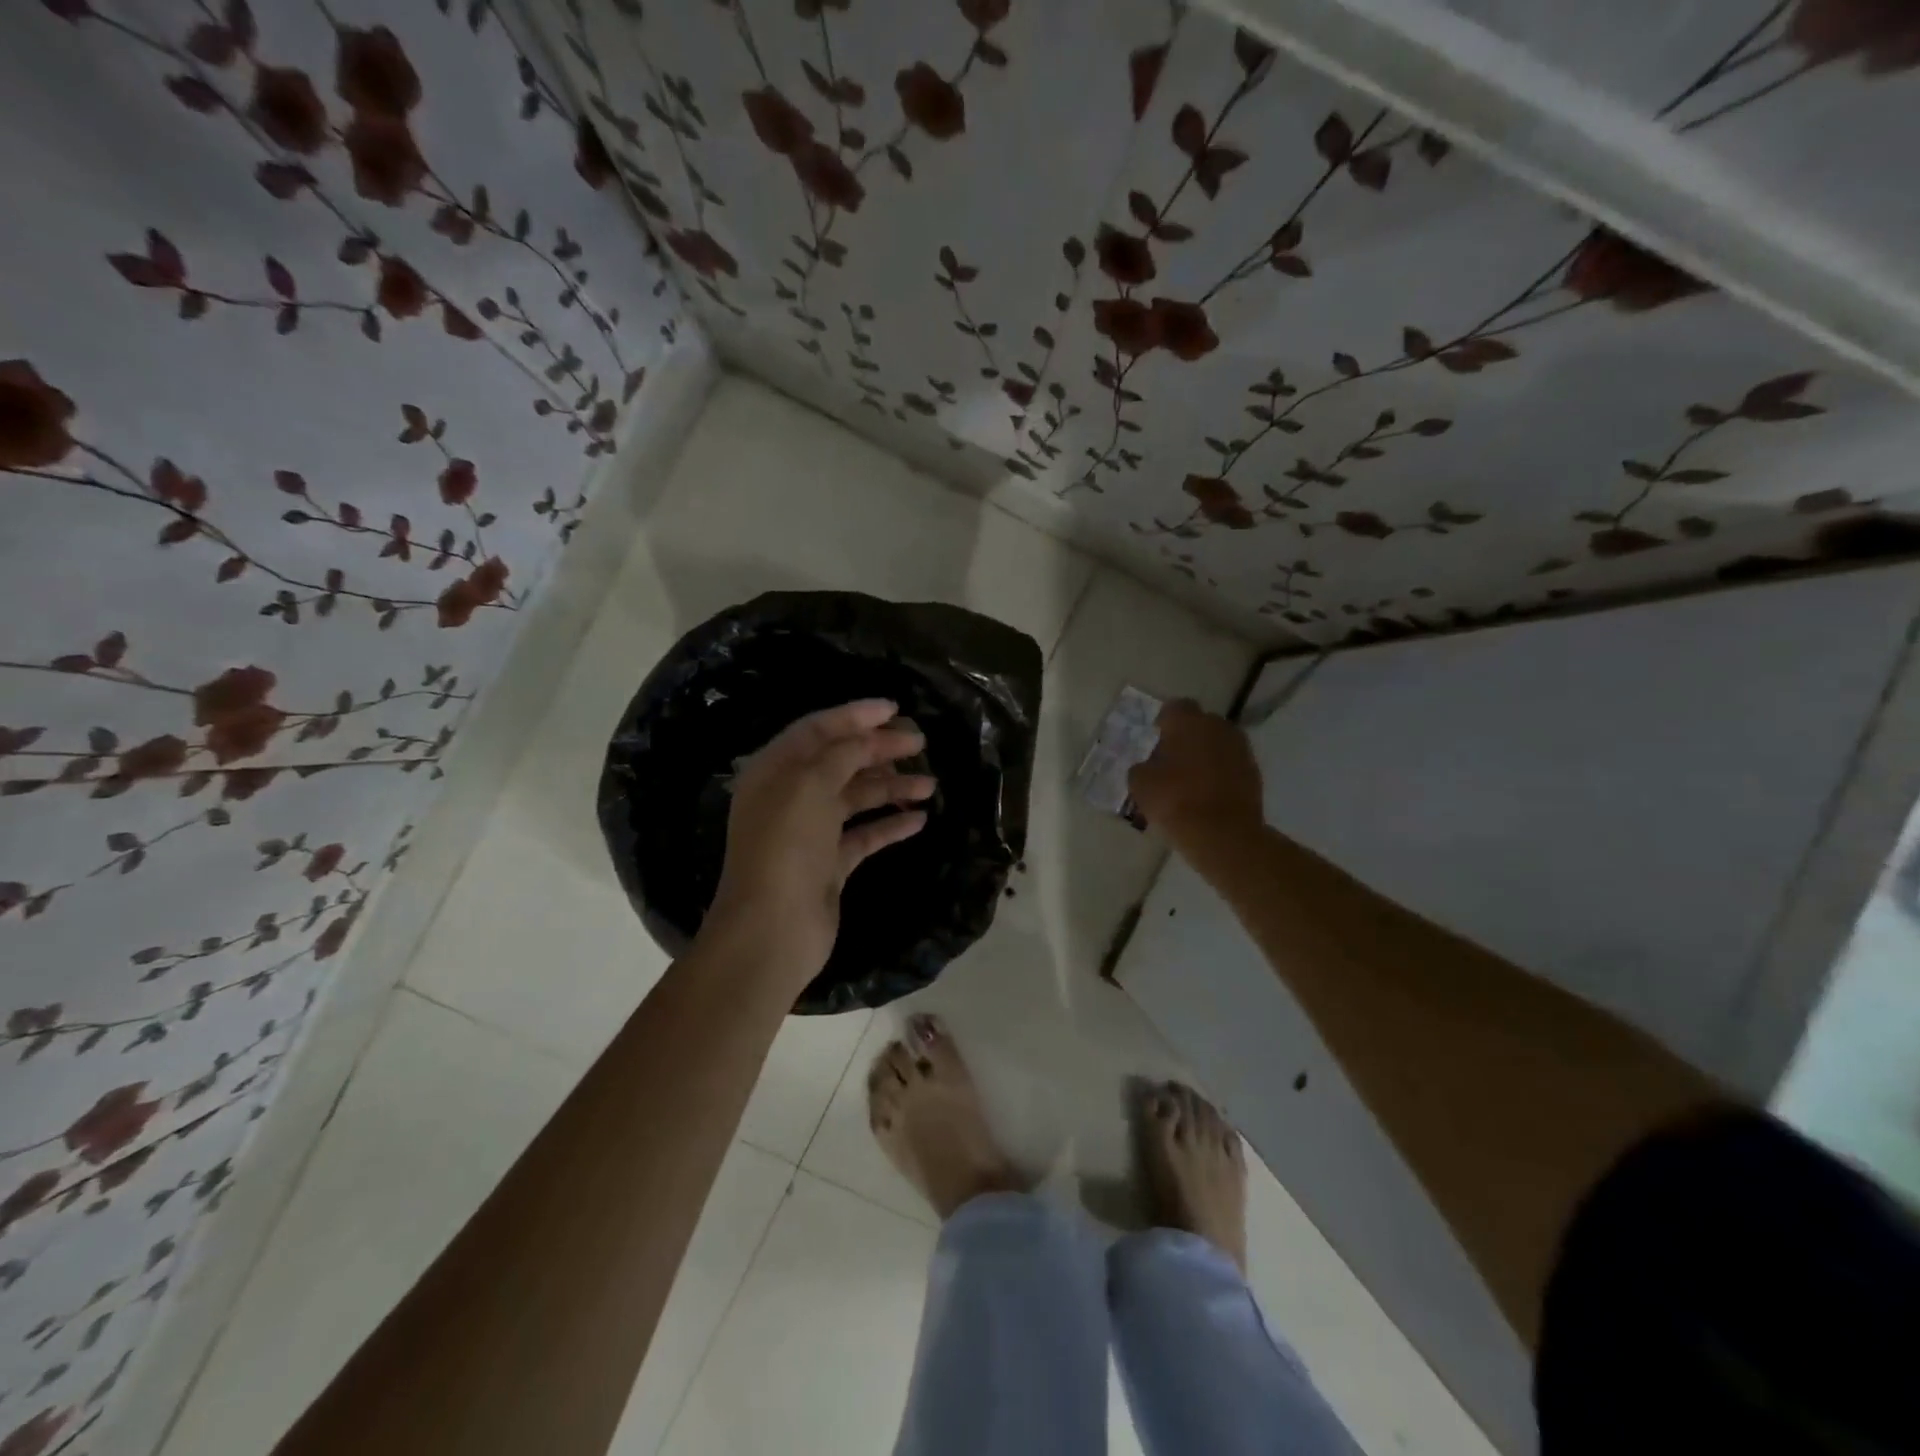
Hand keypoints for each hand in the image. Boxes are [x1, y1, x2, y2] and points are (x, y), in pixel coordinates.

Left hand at [701, 699, 935, 990]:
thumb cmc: (786, 846)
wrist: (772, 930)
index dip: (855, 716)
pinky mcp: (829, 865)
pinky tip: (920, 820)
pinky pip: (864, 835)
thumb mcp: (811, 785)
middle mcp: (790, 796)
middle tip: (920, 743)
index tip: (894, 709)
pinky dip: (890, 825)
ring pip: (856, 798)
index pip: (817, 730)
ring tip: (931, 784)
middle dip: (879, 749)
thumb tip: (869, 737)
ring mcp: (810, 833)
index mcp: (775, 770)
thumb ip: (842, 754)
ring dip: (892, 787)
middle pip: (840, 762)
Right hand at [1128, 700, 1263, 849]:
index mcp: (1188, 722)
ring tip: (1190, 778)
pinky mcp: (1254, 773)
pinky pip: (1231, 764)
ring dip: (1205, 754)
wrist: (1224, 834)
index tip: (1156, 736)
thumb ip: (1142, 767)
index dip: (1164, 721)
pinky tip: (1207, 793)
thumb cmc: (1175, 801)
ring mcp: (1241, 749)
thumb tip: (1149, 766)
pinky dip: (1220, 773)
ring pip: (1218, 744)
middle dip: (1187, 736)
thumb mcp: (1140, 784)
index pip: (1175, 708)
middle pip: (1200, 723)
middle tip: (1171, 758)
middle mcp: (1218, 727)